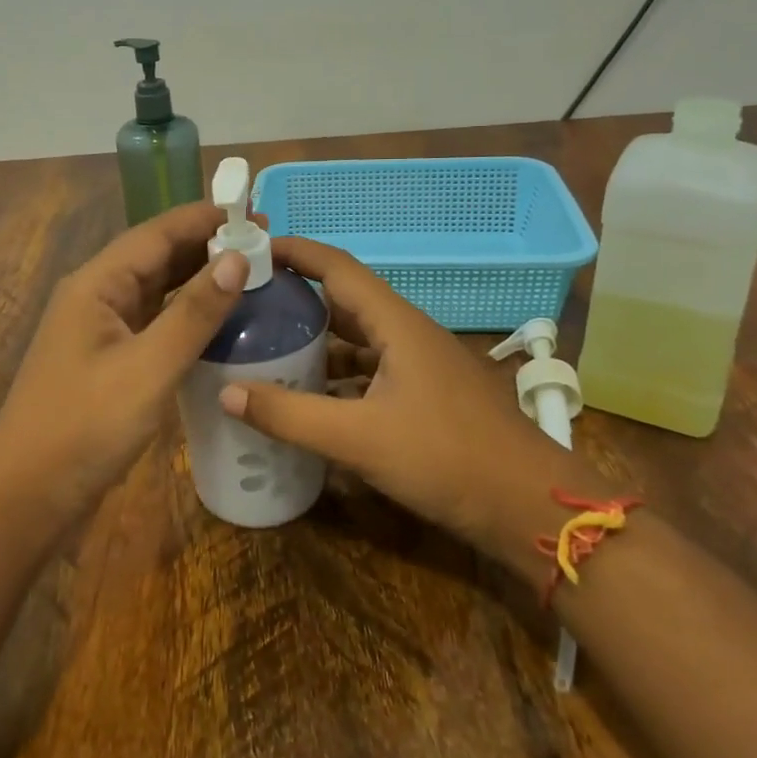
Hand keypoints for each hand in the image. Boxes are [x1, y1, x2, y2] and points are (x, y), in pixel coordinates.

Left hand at [0, 202, 249, 522]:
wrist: (27, 496)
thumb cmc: (85, 426)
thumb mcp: (148, 368)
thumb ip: (193, 313)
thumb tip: (236, 258)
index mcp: (96, 285)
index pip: (156, 233)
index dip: (205, 219)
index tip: (255, 212)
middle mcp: (95, 297)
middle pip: (155, 257)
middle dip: (206, 246)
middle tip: (264, 245)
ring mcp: (99, 331)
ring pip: (155, 290)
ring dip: (197, 280)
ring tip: (250, 274)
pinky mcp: (107, 361)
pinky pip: (152, 323)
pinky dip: (185, 315)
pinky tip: (217, 321)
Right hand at [220, 236, 578, 555]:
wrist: (529, 506)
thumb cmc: (447, 458)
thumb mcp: (359, 438)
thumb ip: (290, 416)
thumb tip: (226, 392)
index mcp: (396, 323)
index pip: (336, 267)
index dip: (294, 252)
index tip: (250, 251)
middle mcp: (408, 333)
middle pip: (343, 301)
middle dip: (295, 297)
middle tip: (245, 305)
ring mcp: (421, 365)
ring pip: (358, 339)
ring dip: (315, 340)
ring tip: (265, 348)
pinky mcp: (427, 395)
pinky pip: (371, 370)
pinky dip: (337, 375)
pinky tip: (309, 396)